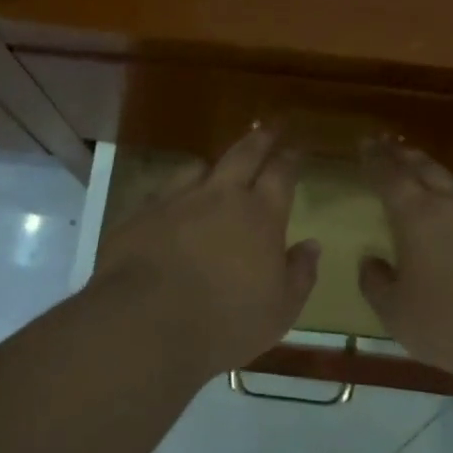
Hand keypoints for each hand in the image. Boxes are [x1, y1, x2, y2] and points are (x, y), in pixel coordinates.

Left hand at [92, 127, 319, 376]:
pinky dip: (174, 193)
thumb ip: (299, 274)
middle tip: (268, 128)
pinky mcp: (140, 214)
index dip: (290, 159)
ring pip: (198, 167)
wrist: (144, 324)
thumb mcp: (279, 311)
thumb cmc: (224, 322)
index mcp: (260, 216)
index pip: (281, 174)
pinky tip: (172, 206)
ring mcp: (176, 200)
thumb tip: (312, 245)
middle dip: (259, 139)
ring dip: (212, 166)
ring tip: (214, 169)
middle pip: (243, 154)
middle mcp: (220, 196)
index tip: (295, 150)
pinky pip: (162, 192)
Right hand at [357, 138, 452, 386]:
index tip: (367, 143)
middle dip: (406, 156)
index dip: (376, 158)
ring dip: (447, 178)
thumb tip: (370, 261)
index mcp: (417, 216)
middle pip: (427, 168)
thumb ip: (377, 284)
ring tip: (440, 181)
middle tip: (393, 146)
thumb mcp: (397, 315)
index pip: (390, 175)